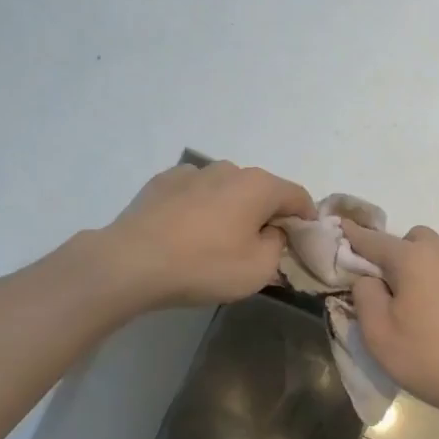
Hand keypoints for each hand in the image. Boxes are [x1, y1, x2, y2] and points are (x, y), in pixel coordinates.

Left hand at [100, 161, 315, 307]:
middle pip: (261, 190)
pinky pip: (195, 193)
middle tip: (259, 246)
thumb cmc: (204, 266)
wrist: (132, 262)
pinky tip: (186, 232)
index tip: (303, 239)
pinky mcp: (162, 182)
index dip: (306, 217)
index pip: (297, 195)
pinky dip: (199, 207)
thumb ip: (277, 245)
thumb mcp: (259, 269)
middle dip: (266, 213)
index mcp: (259, 186)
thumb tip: (271, 231)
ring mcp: (192, 171)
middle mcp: (229, 169)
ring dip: (231, 208)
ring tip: (217, 240)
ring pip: (226, 189)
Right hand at [341, 221, 438, 428]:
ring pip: (427, 255)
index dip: (351, 236)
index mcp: (413, 258)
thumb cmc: (427, 356)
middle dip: (389, 253)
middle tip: (376, 286)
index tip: (336, 228)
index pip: (373, 240)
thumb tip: (368, 278)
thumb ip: (364, 295)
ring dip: (410, 268)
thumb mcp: (378, 332)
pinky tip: (423, 314)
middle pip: (407, 240)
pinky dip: (427, 281)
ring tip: (398, 303)